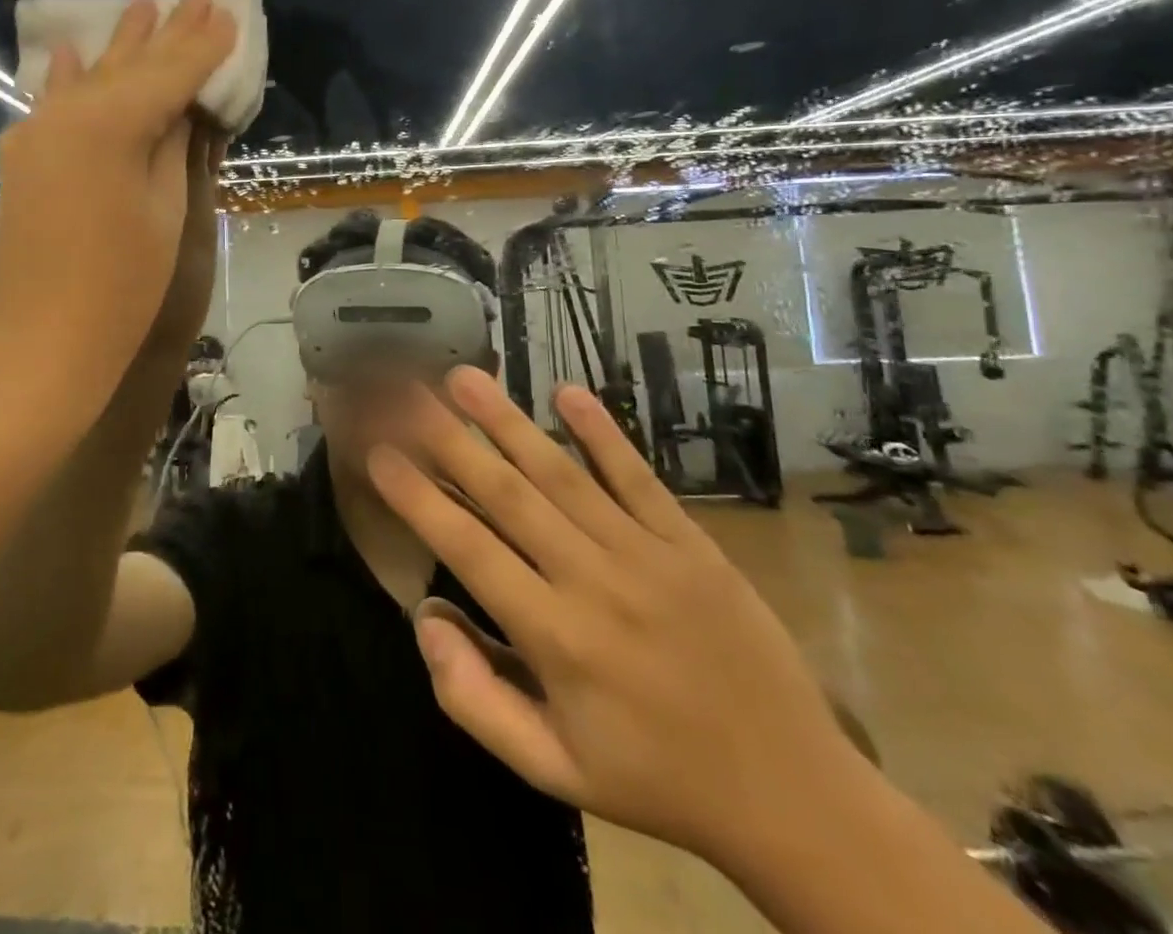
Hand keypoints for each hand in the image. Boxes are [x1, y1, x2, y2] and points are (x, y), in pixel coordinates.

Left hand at [0, 0, 235, 430]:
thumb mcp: (165, 212)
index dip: (202, 47)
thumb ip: (173, 148)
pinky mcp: (23, 158)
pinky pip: (53, 104)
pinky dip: (70, 78)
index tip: (227, 15)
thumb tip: (182, 106)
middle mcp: (67, 114)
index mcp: (110, 125)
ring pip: (90, 78)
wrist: (40, 342)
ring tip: (143, 6)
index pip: (169, 74)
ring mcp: (36, 133)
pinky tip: (76, 51)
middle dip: (165, 33)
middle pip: (128, 67)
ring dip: (120, 46)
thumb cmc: (121, 287)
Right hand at [368, 370, 872, 868]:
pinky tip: (566, 392)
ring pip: (561, 473)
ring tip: (463, 376)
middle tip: (404, 391)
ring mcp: (646, 554)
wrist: (795, 797)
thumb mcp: (554, 770)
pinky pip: (638, 477)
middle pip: (507, 494)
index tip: (377, 452)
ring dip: (507, 420)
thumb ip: (475, 698)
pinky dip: (601, 432)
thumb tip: (426, 614)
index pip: (468, 549)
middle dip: (448, 437)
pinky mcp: (690, 542)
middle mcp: (593, 582)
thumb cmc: (654, 779)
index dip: (417, 497)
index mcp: (556, 639)